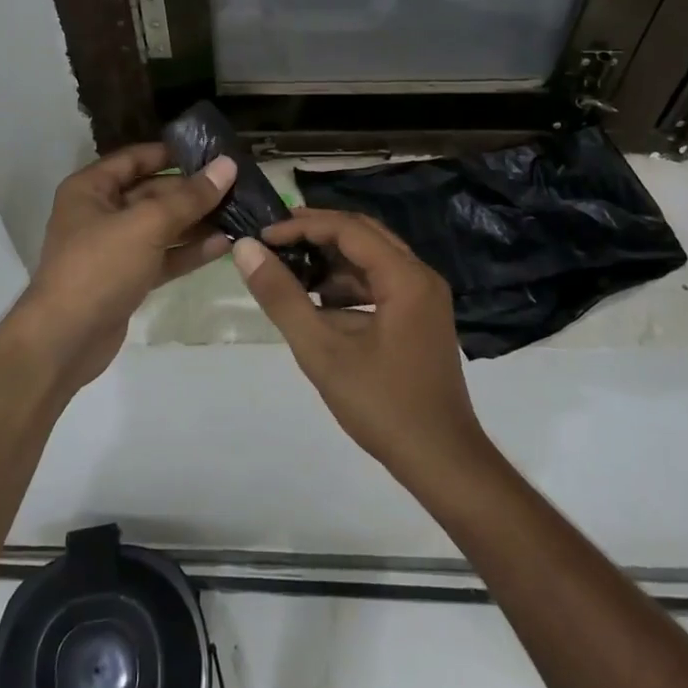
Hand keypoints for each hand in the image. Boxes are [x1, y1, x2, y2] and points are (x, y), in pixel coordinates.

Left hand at [10, 144, 236, 394]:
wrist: (65, 341)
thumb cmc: (99, 267)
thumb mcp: (146, 225)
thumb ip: (189, 197)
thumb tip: (227, 165)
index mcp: (91, 189)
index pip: (135, 158)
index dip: (172, 153)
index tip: (212, 152)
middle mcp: (100, 213)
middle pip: (152, 193)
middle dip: (192, 192)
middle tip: (236, 186)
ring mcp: (114, 249)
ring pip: (160, 227)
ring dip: (196, 222)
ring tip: (238, 214)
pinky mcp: (127, 279)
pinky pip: (162, 257)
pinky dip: (188, 251)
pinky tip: (223, 245)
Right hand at [234, 209, 487, 478]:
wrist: (442, 462)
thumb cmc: (383, 406)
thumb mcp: (322, 351)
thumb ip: (282, 297)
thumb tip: (246, 249)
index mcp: (405, 277)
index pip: (348, 228)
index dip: (302, 225)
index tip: (263, 236)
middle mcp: (420, 276)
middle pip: (364, 234)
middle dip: (317, 233)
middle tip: (273, 239)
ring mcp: (424, 298)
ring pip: (372, 259)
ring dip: (331, 259)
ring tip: (288, 267)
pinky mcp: (420, 318)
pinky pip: (380, 283)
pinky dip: (347, 284)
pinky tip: (316, 302)